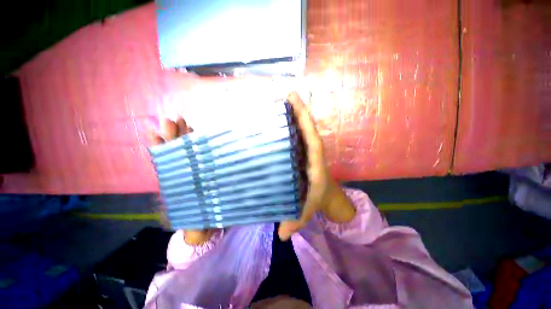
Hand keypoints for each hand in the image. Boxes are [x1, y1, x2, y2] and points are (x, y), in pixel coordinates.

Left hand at [151, 117, 215, 245]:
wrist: (205, 221)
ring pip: (187, 150)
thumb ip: (176, 216)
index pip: (166, 162)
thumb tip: (167, 204)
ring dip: (184, 135)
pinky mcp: (206, 168)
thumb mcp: (184, 221)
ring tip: (181, 120)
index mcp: (174, 183)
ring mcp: (195, 169)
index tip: (155, 132)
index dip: (160, 148)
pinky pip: (200, 154)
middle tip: (170, 119)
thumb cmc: (195, 220)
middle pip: (176, 152)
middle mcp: (183, 173)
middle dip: (173, 136)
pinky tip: (195, 132)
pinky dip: (197, 143)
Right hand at [277, 92, 355, 240]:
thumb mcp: (306, 210)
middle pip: (307, 127)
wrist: (322, 195)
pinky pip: (295, 134)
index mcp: (315, 162)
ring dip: (293, 115)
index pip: (313, 138)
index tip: (295, 104)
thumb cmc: (315, 199)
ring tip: (280, 101)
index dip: (305, 121)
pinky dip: (289, 124)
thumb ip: (296, 220)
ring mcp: (305, 149)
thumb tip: (282, 234)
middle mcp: (311, 152)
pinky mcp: (299, 150)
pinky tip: (277, 119)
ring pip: (301, 129)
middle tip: (287, 95)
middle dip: (299, 111)